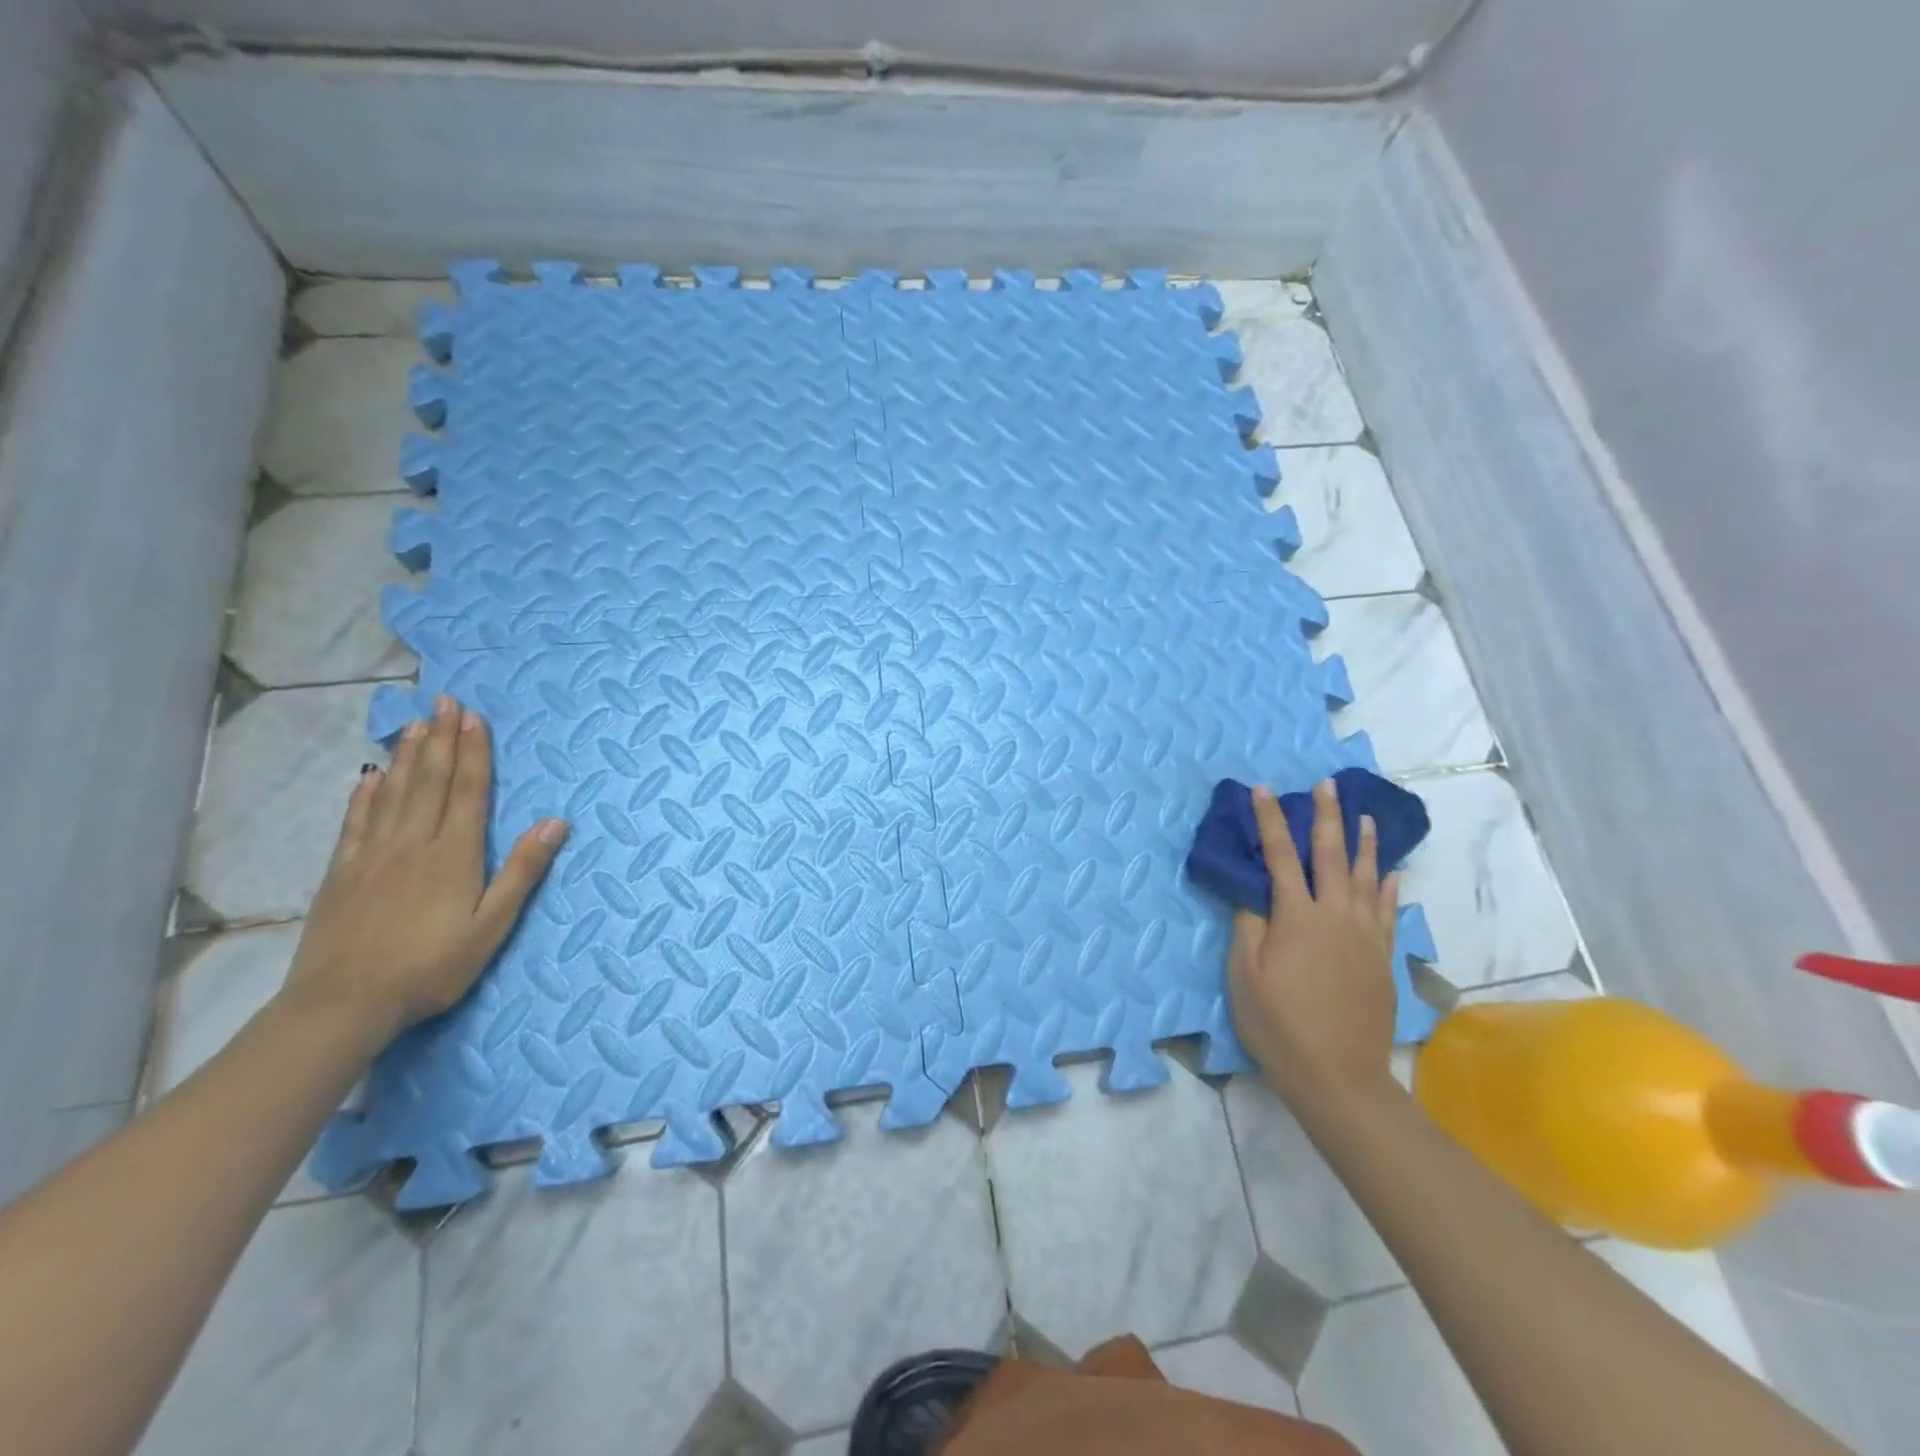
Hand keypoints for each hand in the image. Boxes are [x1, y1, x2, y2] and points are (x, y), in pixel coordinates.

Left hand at [280, 695, 568, 1046]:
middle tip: (444, 702)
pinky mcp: (342, 873)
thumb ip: (522, 871)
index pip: (467, 791)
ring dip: (407, 756)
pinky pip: (356, 823)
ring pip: (393, 793)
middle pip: (430, 781)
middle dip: (441, 739)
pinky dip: (365, 795)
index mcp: (453, 855)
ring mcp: (372, 856)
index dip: (473, 752)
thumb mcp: (492, 926)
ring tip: (415, 723)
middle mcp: (413, 844)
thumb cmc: (432, 967)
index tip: (474, 717)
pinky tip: (370, 776)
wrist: (344, 1004)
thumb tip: (556, 822)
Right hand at [1228, 779, 1399, 1101]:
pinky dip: (1390, 887)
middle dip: (1327, 817)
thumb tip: (1255, 895)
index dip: (1270, 821)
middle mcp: (1336, 916)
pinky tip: (1392, 873)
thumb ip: (1249, 927)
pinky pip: (1389, 912)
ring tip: (1366, 817)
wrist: (1338, 1074)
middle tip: (1328, 785)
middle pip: (1332, 856)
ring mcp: (1364, 936)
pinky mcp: (1381, 958)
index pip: (1280, 856)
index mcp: (1296, 917)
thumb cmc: (1278, 1024)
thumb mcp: (1244, 975)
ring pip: (1369, 878)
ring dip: (1366, 844)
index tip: (1264, 790)